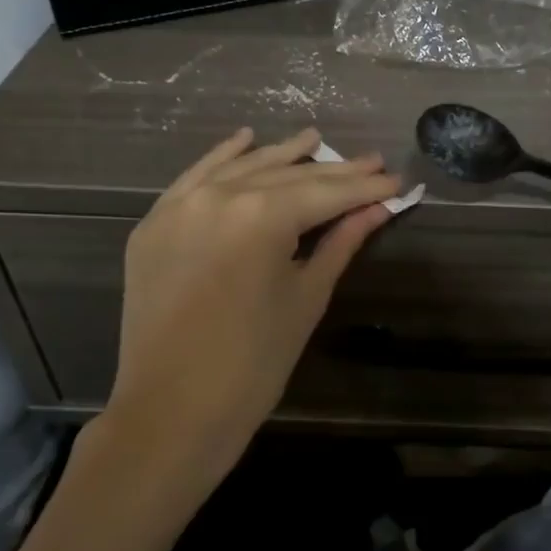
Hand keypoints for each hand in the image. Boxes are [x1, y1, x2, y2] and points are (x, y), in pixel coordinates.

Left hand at [88, 126, 398, 503]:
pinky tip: (246, 139)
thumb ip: (340, 243)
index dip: (365, 187)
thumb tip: (377, 209)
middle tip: (371, 162)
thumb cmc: (254, 363)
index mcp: (262, 216)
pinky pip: (194, 178)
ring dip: (280, 154)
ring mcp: (180, 207)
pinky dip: (222, 158)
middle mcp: (219, 196)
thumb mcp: (306, 298)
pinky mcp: (154, 224)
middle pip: (287, 176)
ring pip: (241, 169)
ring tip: (315, 138)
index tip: (396, 180)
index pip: (326, 193)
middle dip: (333, 172)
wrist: (172, 412)